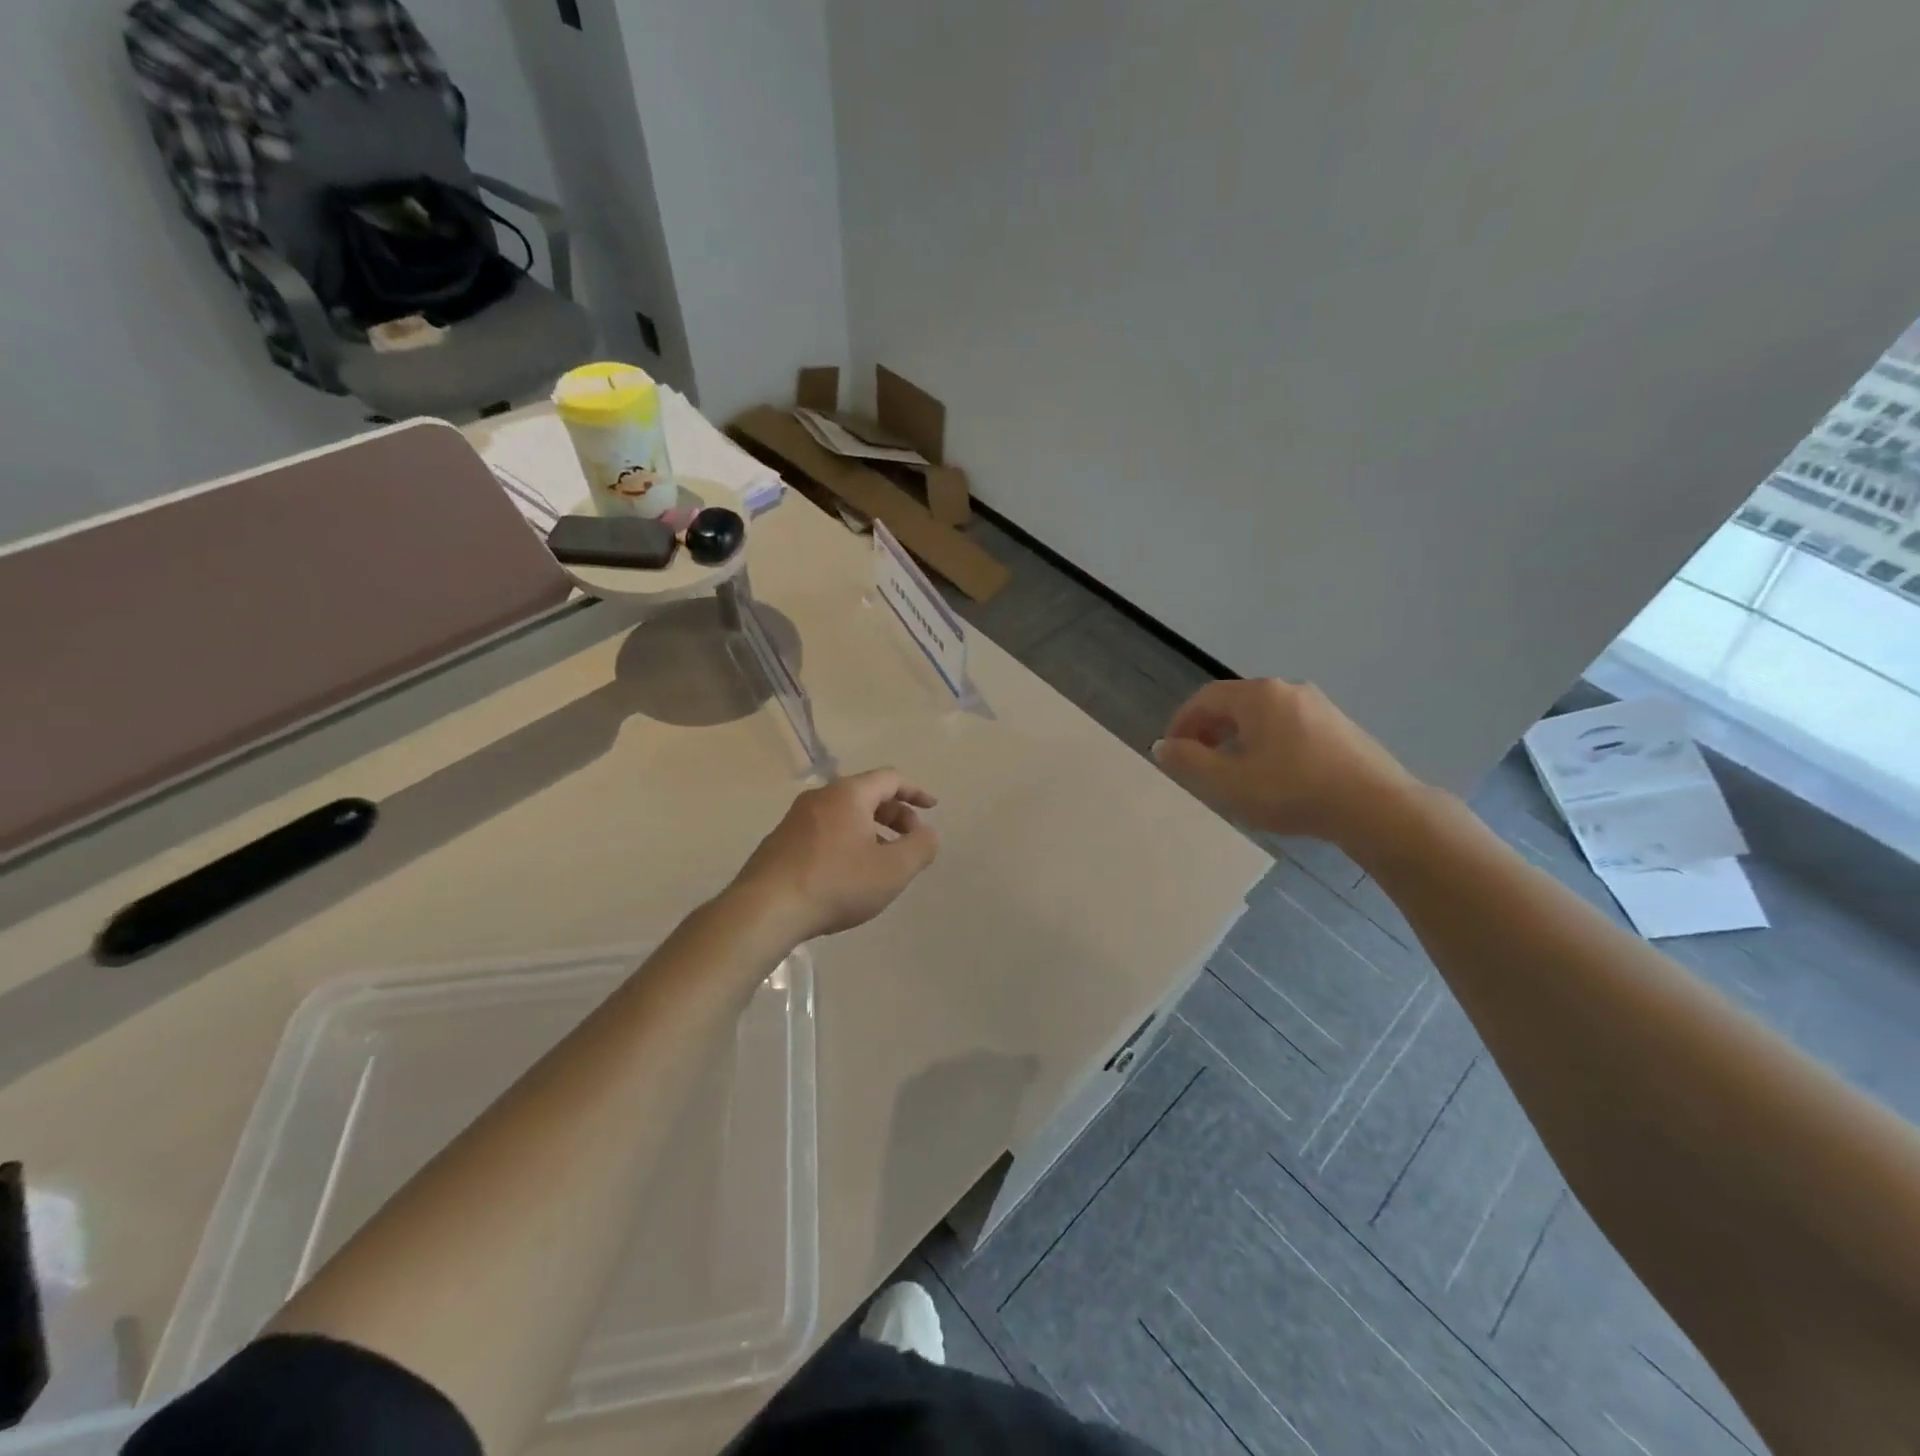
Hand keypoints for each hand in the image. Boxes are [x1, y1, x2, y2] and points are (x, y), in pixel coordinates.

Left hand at [727, 769, 939, 944]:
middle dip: (895, 815)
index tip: (932, 808)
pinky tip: (848, 874)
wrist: (765, 910)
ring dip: (871, 831)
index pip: (890, 779)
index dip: (915, 792)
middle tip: (910, 841)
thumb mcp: (893, 869)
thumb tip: (927, 834)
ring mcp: (795, 819)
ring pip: (844, 815)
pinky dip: (846, 842)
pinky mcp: (780, 843)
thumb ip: (920, 847)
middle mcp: (820, 797)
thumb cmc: (837, 883)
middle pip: (866, 795)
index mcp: (848, 794)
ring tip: (882, 862)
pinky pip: (824, 832)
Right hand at [1152, 679, 1421, 848]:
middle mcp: (1287, 690)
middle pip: (1235, 703)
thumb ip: (1189, 760)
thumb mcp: (1229, 781)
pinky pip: (1288, 726)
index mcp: (1258, 695)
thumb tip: (1163, 745)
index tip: (1171, 750)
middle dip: (1208, 729)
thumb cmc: (1292, 790)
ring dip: (1237, 737)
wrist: (1376, 806)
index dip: (1182, 722)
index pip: (1205, 698)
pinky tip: (1272, 774)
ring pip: (1263, 715)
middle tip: (1197, 760)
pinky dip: (1266, 742)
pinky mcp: (1339, 726)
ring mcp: (1319, 706)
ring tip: (1231, 770)